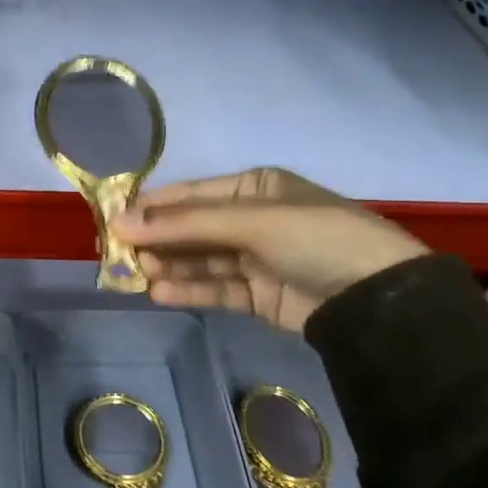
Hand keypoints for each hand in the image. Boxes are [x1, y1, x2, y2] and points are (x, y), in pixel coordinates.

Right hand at [110, 168, 427, 333]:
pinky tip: (159, 293)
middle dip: (156, 240)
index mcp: (253, 187)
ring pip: (199, 260)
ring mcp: (255, 258)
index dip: (151, 207)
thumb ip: (184, 224)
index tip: (110, 221)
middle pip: (191, 228)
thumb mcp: (250, 221)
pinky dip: (188, 290)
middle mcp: (252, 218)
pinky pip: (215, 288)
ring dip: (168, 267)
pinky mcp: (258, 295)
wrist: (377, 300)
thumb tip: (119, 222)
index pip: (190, 194)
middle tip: (117, 255)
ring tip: (135, 277)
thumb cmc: (315, 239)